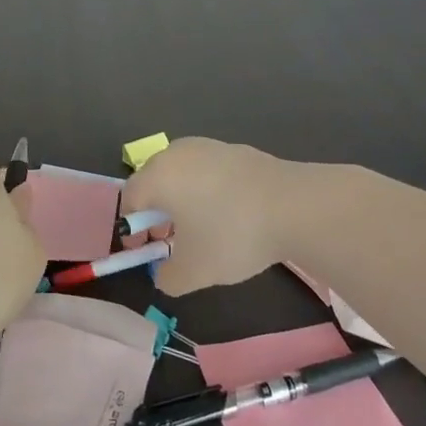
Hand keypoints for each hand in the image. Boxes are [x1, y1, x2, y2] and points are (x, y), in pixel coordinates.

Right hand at [119, 138, 294, 295]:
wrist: (296, 205)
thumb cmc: (233, 235)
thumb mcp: (194, 271)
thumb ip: (168, 278)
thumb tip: (164, 274)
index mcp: (158, 176)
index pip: (129, 198)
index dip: (132, 228)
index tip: (147, 250)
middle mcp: (177, 153)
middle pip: (153, 181)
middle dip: (156, 211)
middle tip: (171, 239)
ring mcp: (209, 146)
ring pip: (182, 173)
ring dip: (182, 199)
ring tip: (203, 227)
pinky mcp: (236, 149)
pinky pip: (208, 170)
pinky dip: (208, 189)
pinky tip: (231, 213)